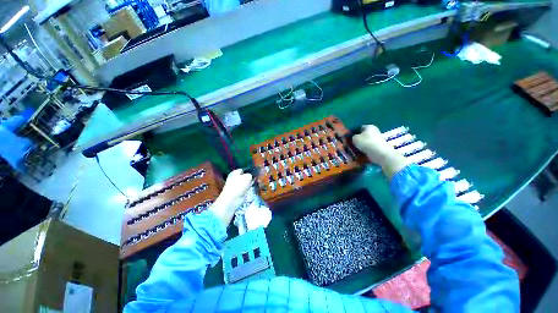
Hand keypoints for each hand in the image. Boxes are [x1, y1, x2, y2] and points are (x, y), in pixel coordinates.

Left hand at [210, 169, 252, 225]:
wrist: (232, 199)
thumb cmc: (239, 186)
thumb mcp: (247, 177)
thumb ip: (251, 175)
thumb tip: (252, 176)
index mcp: (235, 173)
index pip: (243, 169)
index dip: (249, 170)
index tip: (256, 171)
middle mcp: (235, 178)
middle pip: (245, 176)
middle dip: (250, 176)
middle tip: (257, 176)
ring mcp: (237, 185)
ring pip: (246, 182)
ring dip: (250, 182)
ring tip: (256, 181)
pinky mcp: (239, 192)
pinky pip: (246, 188)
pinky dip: (249, 187)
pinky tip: (252, 187)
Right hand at [352, 125, 408, 178]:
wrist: (379, 153)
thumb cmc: (366, 142)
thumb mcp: (355, 138)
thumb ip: (353, 136)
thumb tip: (354, 138)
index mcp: (369, 126)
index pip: (360, 127)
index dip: (354, 132)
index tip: (349, 137)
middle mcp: (374, 131)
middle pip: (363, 135)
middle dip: (358, 139)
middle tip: (351, 143)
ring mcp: (377, 139)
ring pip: (366, 141)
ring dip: (361, 145)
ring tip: (354, 149)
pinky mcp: (378, 146)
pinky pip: (369, 147)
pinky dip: (365, 149)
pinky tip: (360, 153)